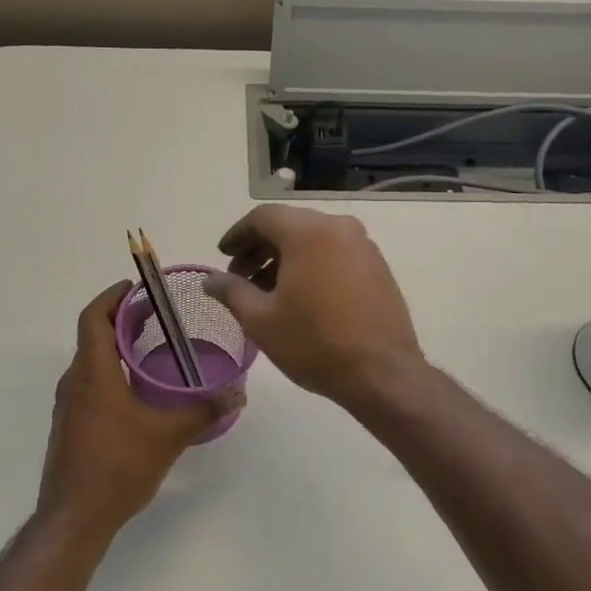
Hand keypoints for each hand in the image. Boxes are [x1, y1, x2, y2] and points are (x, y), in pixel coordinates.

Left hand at [38, 281, 244, 541]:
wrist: (74, 518)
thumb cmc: (118, 467)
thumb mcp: (168, 436)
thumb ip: (204, 411)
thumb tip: (237, 394)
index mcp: (93, 373)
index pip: (94, 317)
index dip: (112, 296)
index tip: (137, 287)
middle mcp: (74, 382)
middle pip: (92, 335)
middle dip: (120, 319)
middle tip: (155, 314)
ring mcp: (68, 405)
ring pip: (90, 361)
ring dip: (115, 346)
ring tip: (150, 347)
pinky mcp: (70, 425)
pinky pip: (88, 383)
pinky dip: (110, 371)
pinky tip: (136, 390)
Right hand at [202, 207, 425, 410]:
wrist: (381, 373)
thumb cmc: (314, 343)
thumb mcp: (260, 319)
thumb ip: (231, 291)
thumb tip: (209, 280)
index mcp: (308, 232)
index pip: (263, 217)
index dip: (237, 235)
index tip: (222, 256)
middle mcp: (339, 227)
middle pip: (289, 225)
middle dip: (260, 248)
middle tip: (240, 277)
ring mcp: (363, 245)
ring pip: (313, 239)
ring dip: (284, 257)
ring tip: (266, 291)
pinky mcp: (377, 266)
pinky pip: (335, 252)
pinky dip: (311, 264)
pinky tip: (300, 296)